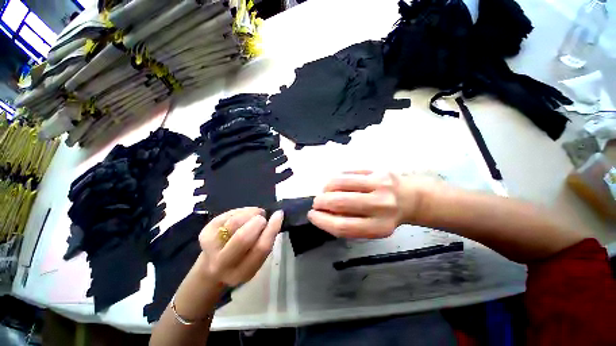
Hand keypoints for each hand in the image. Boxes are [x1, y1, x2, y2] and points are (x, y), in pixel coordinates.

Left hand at [198, 207, 282, 286]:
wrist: (213, 266)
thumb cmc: (242, 260)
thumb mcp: (257, 259)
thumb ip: (266, 241)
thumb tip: (275, 217)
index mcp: (243, 272)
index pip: (261, 248)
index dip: (272, 229)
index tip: (278, 215)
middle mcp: (223, 264)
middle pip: (243, 237)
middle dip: (258, 221)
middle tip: (261, 219)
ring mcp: (210, 248)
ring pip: (235, 221)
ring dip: (250, 213)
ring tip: (253, 216)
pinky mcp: (204, 232)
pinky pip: (229, 214)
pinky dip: (241, 211)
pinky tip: (243, 217)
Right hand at [308, 171, 433, 238]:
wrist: (411, 198)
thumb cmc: (387, 216)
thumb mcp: (370, 228)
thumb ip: (348, 224)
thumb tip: (322, 213)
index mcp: (379, 227)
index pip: (342, 225)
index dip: (322, 221)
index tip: (312, 215)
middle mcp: (380, 205)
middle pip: (340, 202)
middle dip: (321, 202)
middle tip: (317, 202)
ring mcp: (379, 184)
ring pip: (341, 182)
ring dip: (326, 187)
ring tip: (324, 191)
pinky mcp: (378, 170)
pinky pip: (348, 171)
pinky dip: (336, 177)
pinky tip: (335, 182)